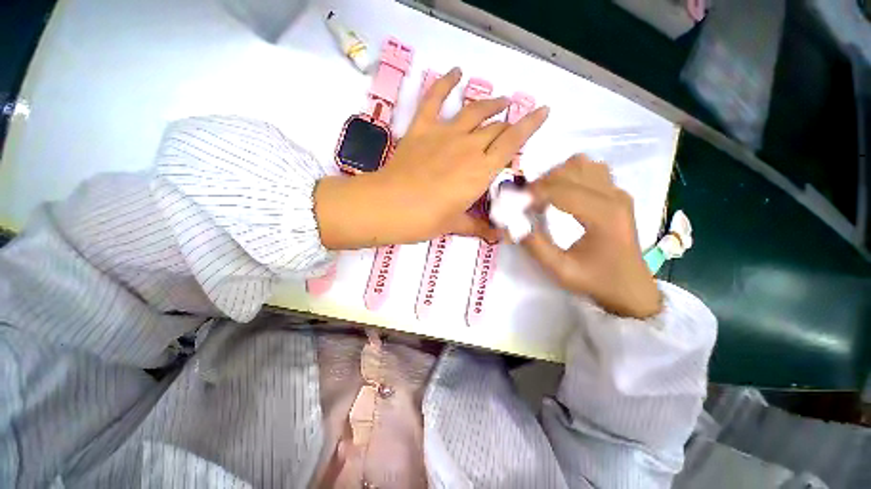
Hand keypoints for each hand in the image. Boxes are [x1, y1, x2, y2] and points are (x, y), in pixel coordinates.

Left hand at [315, 68, 548, 249]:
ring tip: (500, 100)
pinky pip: (433, 100)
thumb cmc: (426, 220)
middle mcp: (468, 147)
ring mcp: (444, 134)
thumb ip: (478, 227)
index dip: (530, 125)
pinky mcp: (421, 128)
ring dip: (490, 103)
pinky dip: (444, 83)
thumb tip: (498, 238)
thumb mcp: (455, 225)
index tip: (543, 111)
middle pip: (495, 127)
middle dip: (508, 122)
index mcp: (480, 171)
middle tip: (514, 121)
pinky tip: (455, 72)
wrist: (390, 206)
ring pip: (474, 111)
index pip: (512, 142)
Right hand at [522, 155, 661, 318]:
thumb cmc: (596, 281)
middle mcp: (614, 197)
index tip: (514, 202)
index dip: (533, 193)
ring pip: (582, 164)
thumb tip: (514, 224)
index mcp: (604, 216)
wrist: (630, 287)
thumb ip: (535, 246)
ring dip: (556, 176)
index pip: (562, 190)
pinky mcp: (617, 194)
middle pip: (571, 170)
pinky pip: (591, 170)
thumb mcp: (561, 270)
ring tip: (543, 196)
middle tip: (526, 202)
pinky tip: (561, 194)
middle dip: (542, 183)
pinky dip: (570, 175)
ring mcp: (618, 192)